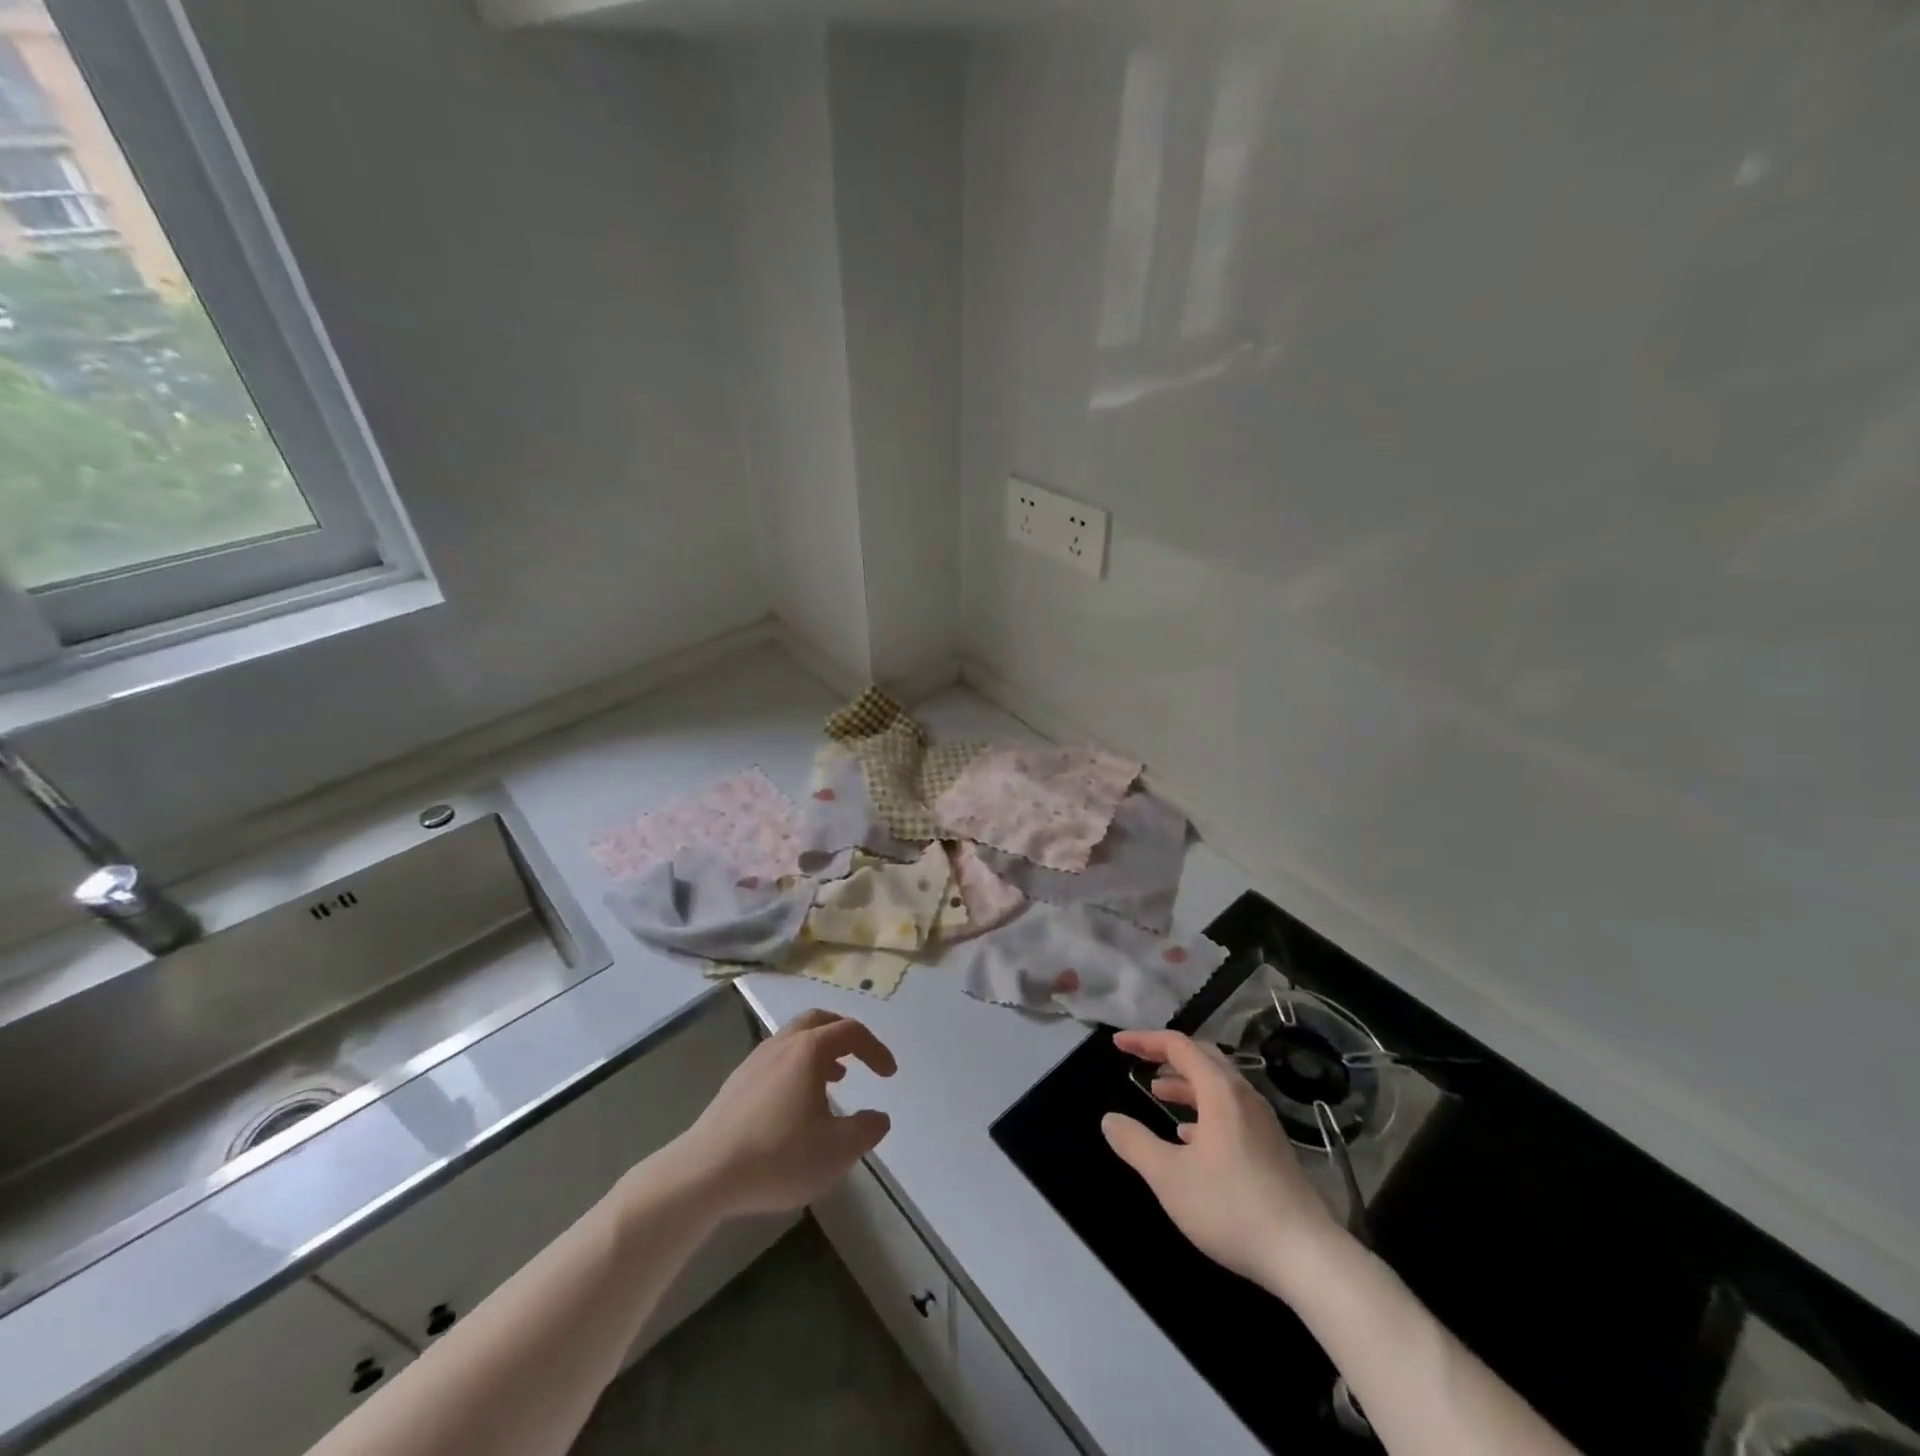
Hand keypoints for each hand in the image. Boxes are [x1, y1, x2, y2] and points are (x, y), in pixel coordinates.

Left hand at [664, 1009, 896, 1217]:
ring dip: (819, 1051)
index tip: (888, 1074)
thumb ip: (864, 1131)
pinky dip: (796, 1066)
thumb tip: (879, 1118)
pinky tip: (795, 1102)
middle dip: (844, 1034)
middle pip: (818, 1021)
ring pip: (794, 1038)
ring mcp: (754, 1061)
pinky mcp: (735, 1082)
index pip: (851, 1031)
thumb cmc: (777, 1155)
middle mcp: (782, 1044)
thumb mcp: (835, 1150)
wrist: (704, 1173)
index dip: (875, 1048)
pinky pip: (776, 1058)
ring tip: (834, 1080)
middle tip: (860, 1057)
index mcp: (809, 1050)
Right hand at [1101, 1030, 1345, 1291]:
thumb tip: (1110, 1119)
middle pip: (1203, 1058)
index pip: (1179, 1046)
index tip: (1118, 1044)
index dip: (1145, 1040)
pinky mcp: (1272, 1148)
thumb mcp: (1169, 1177)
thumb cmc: (1231, 1208)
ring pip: (1218, 1086)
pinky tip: (1190, 1137)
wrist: (1307, 1257)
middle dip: (1167, 1056)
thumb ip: (1135, 1143)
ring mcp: (1262, 1123)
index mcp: (1220, 1091)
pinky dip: (1204, 1110)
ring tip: (1158, 1094)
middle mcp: (1244, 1097)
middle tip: (1139, 1060)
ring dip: (1186, 1084)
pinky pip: (1231, 1111)